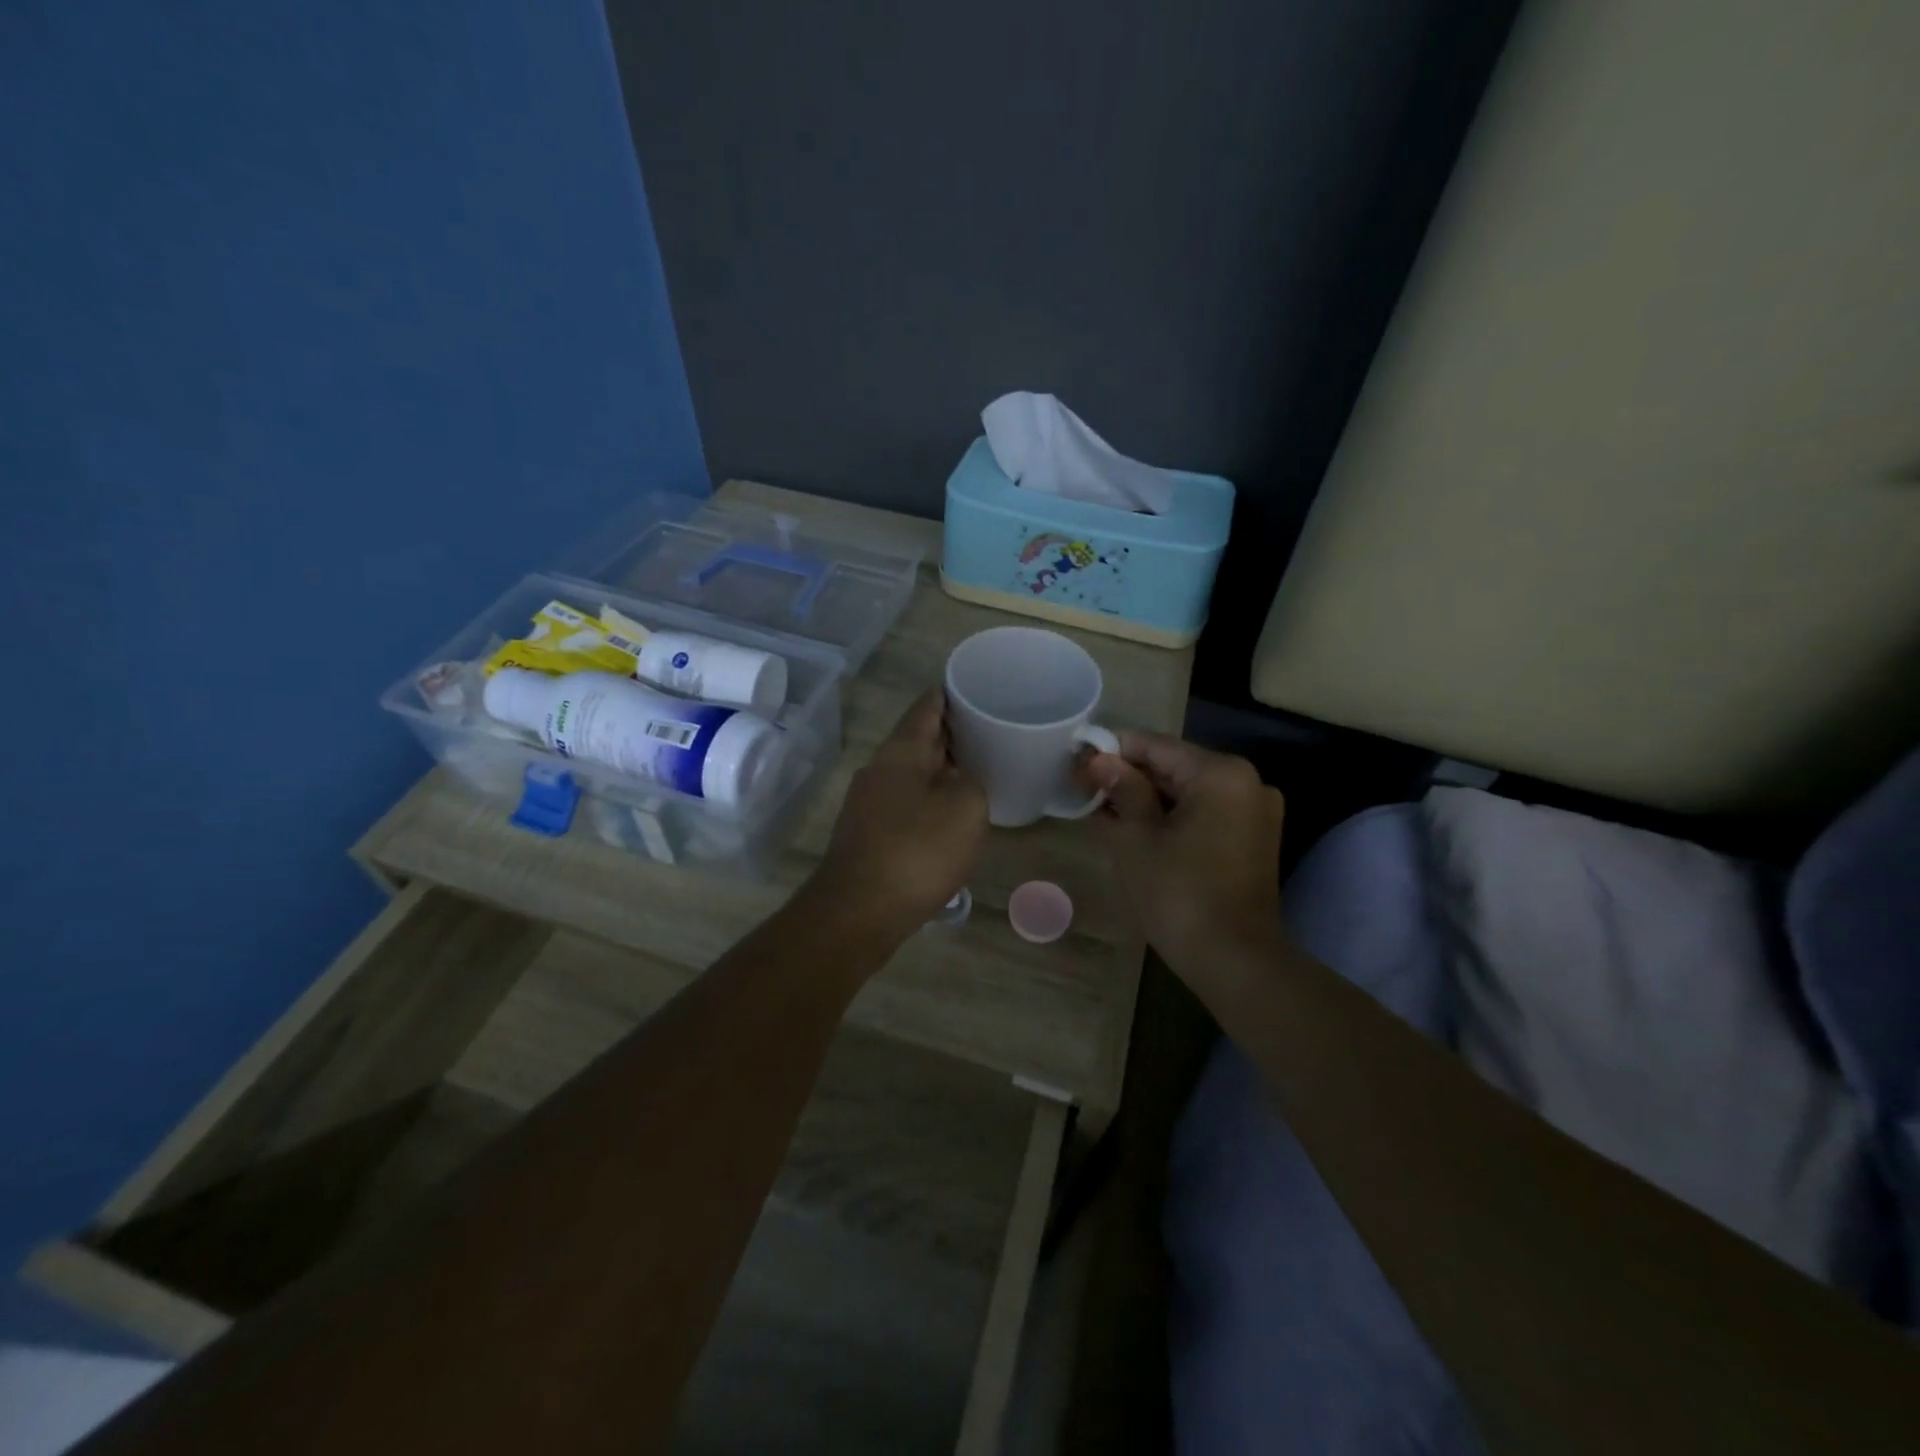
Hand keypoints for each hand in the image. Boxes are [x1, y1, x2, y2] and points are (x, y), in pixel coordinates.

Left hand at [813, 689, 988, 932]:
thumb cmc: (916, 852)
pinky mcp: (868, 834)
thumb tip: (960, 780)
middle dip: (952, 733)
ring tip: (978, 770)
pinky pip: (906, 803)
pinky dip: (930, 799)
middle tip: (990, 730)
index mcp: (900, 752)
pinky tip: (950, 814)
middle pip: (918, 739)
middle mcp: (879, 769)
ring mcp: (868, 803)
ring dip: (941, 769)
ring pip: (912, 773)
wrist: (858, 912)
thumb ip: (971, 781)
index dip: (951, 693)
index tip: (977, 687)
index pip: (927, 707)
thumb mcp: (965, 808)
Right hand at [1082, 731, 1285, 962]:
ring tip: (1103, 812)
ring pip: (1188, 791)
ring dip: (1147, 799)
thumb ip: (1119, 789)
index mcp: (1220, 773)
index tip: (1076, 763)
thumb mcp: (1136, 838)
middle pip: (1173, 766)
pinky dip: (1171, 817)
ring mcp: (1255, 811)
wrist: (1234, 961)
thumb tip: (1098, 760)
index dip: (1110, 751)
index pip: (1153, 745)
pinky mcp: (1254, 838)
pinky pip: (1204, 812)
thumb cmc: (1178, 894)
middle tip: (1084, 791)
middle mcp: (1246, 782)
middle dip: (1128, 777)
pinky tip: (1137, 830)